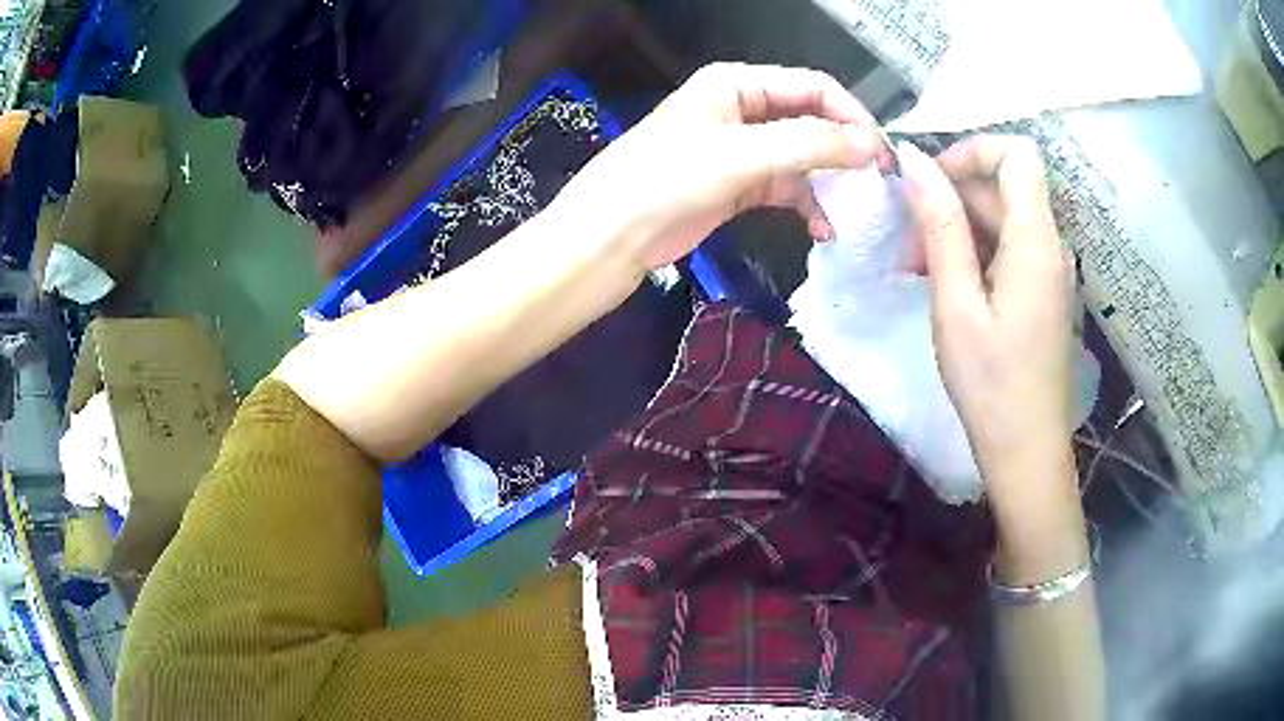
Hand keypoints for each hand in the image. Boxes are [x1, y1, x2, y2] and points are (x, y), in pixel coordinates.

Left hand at [554, 63, 892, 271]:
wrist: (612, 237)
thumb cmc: (664, 180)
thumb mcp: (739, 154)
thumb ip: (808, 145)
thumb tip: (871, 144)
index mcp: (737, 84)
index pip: (812, 87)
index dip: (851, 116)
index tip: (881, 153)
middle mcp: (743, 109)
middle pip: (812, 121)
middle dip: (845, 151)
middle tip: (878, 184)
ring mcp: (743, 149)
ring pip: (804, 157)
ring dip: (829, 182)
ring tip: (853, 211)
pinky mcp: (740, 185)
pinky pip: (788, 187)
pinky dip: (808, 204)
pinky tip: (823, 227)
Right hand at [899, 136, 1075, 509]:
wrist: (1027, 452)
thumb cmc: (991, 385)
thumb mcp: (956, 304)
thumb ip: (940, 227)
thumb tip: (913, 162)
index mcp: (1035, 241)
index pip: (1017, 153)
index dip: (972, 150)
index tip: (931, 181)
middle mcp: (1050, 244)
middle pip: (1003, 186)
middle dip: (951, 197)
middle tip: (906, 238)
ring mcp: (1048, 269)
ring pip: (1002, 218)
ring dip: (956, 228)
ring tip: (916, 267)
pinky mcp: (1042, 290)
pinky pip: (1008, 248)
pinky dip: (973, 252)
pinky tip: (944, 284)